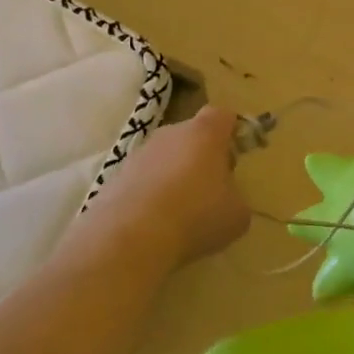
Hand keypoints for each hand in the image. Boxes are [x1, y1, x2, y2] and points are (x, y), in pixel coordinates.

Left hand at [84, 107, 250, 270]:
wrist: (132, 237)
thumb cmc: (196, 216)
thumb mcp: (237, 214)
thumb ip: (235, 197)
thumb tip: (225, 199)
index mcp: (205, 133)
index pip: (222, 115)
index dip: (232, 131)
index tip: (235, 154)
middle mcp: (171, 133)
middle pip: (192, 135)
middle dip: (202, 156)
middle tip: (211, 188)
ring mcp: (140, 153)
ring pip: (165, 156)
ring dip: (174, 175)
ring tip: (180, 211)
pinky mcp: (117, 176)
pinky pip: (143, 178)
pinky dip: (150, 193)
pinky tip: (154, 222)